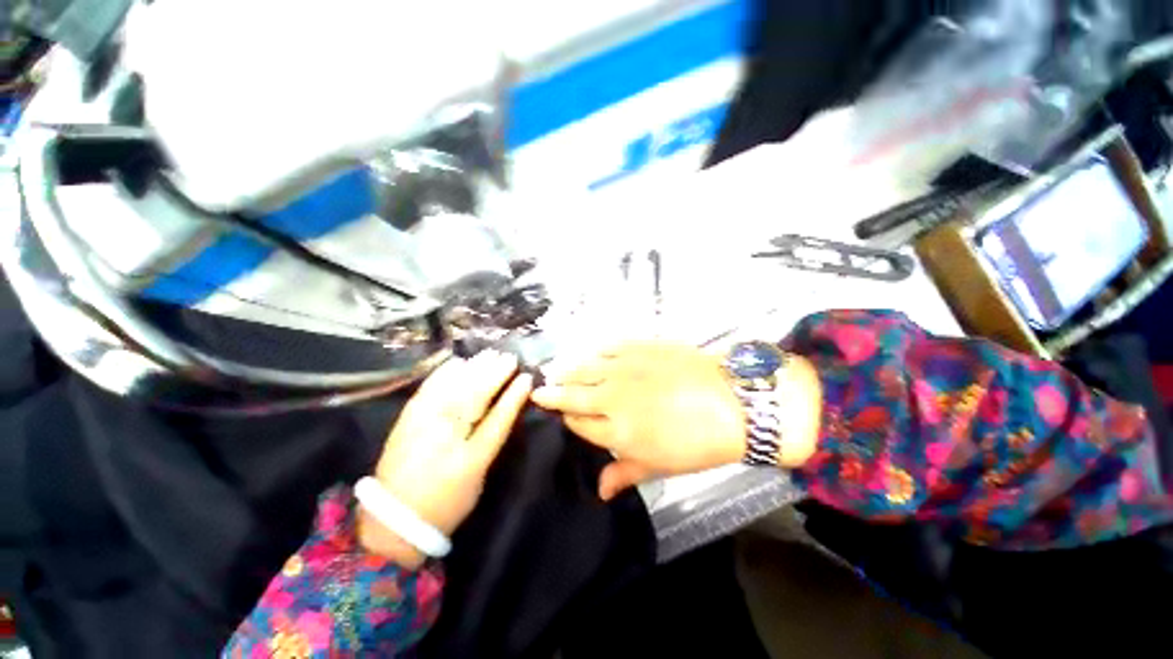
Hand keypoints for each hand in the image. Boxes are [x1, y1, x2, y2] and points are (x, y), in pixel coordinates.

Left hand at [359, 351, 532, 567]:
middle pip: (474, 398)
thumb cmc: (446, 502)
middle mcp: (446, 438)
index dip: (513, 396)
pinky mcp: (407, 421)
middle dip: (494, 374)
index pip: (497, 420)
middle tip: (509, 357)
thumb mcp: (478, 478)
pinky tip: (457, 361)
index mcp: (469, 459)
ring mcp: (423, 426)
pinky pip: (427, 390)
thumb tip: (504, 411)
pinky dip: (443, 374)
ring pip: (453, 390)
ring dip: (474, 369)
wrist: (393, 520)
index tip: (526, 377)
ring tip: (490, 354)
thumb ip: (491, 442)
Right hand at [531, 342, 746, 500]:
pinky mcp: (638, 346)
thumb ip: (624, 473)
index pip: (578, 423)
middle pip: (571, 393)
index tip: (563, 417)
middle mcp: (611, 396)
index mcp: (616, 430)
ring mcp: (623, 367)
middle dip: (552, 393)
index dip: (568, 419)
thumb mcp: (661, 466)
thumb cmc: (699, 442)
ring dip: (567, 371)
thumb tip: (599, 491)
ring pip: (583, 368)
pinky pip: (606, 347)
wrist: (734, 401)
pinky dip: (594, 353)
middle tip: (539, 390)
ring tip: (558, 372)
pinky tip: (591, 356)